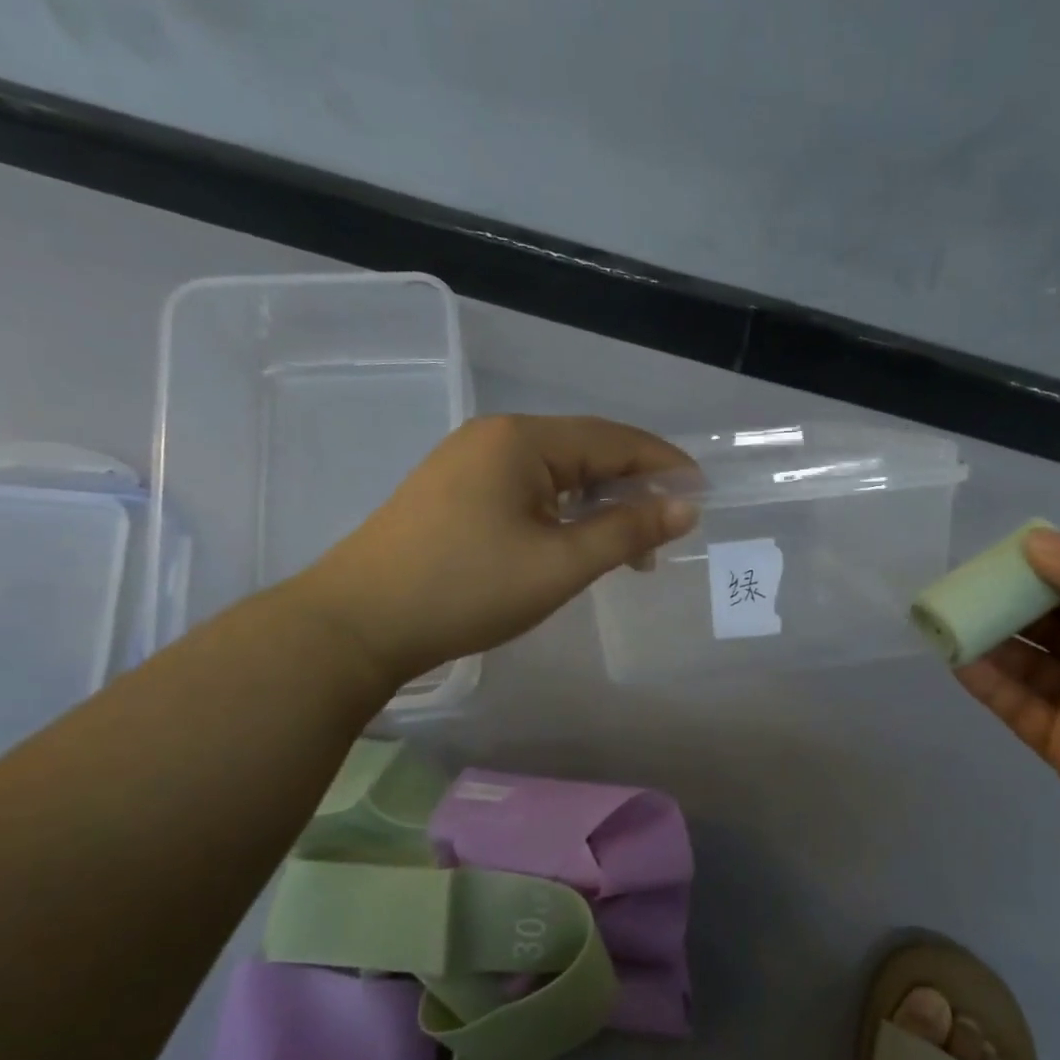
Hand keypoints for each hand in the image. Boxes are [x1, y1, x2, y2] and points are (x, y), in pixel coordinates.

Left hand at [293, 415, 695, 693]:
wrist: (358, 623)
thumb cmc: (467, 589)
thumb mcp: (560, 564)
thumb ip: (627, 530)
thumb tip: (684, 507)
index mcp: (522, 439)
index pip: (613, 439)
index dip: (663, 464)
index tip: (702, 493)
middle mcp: (495, 437)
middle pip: (585, 450)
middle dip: (632, 487)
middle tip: (667, 531)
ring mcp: (468, 463)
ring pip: (555, 473)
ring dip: (598, 504)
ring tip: (629, 549)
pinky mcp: (453, 492)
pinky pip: (526, 490)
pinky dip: (562, 512)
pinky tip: (575, 542)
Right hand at [956, 529, 1059, 890]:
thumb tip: (1036, 540)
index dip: (1046, 571)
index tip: (999, 558)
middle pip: (1055, 626)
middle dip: (1011, 605)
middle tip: (964, 588)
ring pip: (1032, 666)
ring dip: (994, 643)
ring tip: (949, 621)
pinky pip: (1020, 706)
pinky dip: (990, 684)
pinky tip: (960, 662)